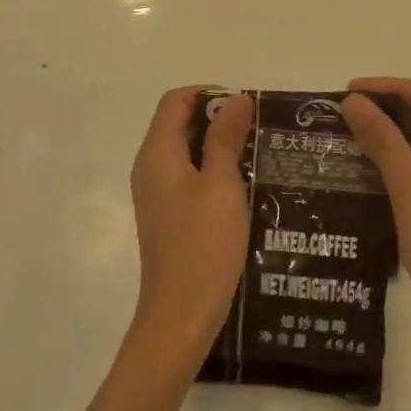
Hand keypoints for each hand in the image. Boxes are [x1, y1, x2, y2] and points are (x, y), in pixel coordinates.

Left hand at [127, 87, 254, 358]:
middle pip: (179, 123)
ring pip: (186, 151)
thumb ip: (225, 138)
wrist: (180, 316)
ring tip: (259, 154)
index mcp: (157, 154)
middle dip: (218, 119)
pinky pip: (189, 177)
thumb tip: (236, 98)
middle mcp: (150, 167)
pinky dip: (213, 171)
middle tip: (259, 130)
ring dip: (219, 146)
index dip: (209, 94)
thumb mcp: (222, 185)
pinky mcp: (168, 215)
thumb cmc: (203, 246)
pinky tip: (245, 186)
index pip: (175, 100)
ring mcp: (157, 194)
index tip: (246, 107)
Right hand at [341, 79, 410, 359]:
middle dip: (387, 108)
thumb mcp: (410, 185)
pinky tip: (359, 164)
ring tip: (345, 130)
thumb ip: (383, 139)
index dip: (392, 87)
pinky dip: (389, 161)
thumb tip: (353, 101)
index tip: (352, 90)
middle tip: (343, 108)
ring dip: (386, 135)